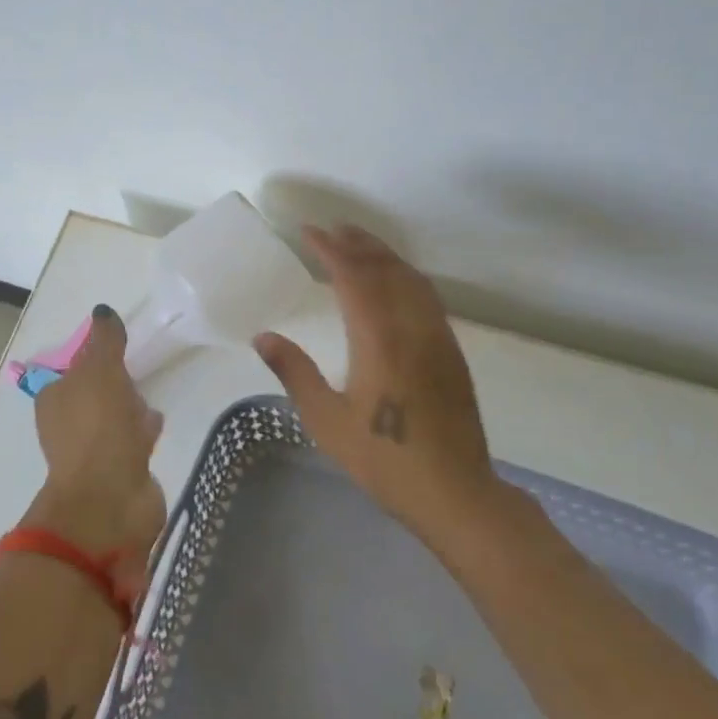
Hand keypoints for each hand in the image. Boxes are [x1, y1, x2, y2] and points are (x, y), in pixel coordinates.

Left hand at [27, 306, 166, 588]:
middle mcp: (68, 426)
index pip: (74, 370)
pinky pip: (132, 443)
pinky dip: (141, 433)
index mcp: (55, 400)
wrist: (110, 498)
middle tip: (136, 374)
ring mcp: (93, 453)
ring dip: (130, 410)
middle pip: (94, 396)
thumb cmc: (99, 427)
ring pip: (114, 421)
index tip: (119, 350)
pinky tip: (156, 428)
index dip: (95, 359)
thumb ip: (105, 340)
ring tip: (150, 401)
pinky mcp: (118, 473)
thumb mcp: (101, 370)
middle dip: (114, 385)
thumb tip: (103, 311)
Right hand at [254, 226, 496, 535]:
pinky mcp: (450, 351)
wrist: (454, 491)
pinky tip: (396, 281)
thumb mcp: (327, 420)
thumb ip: (294, 373)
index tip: (308, 232)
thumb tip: (263, 336)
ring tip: (360, 244)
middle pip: (384, 269)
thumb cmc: (383, 459)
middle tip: (333, 228)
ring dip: (384, 255)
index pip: (352, 276)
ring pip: (411, 278)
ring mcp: (436, 336)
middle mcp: (411, 326)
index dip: (330, 249)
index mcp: (378, 339)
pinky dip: (406, 275)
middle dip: (358, 244)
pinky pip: (427, 296)